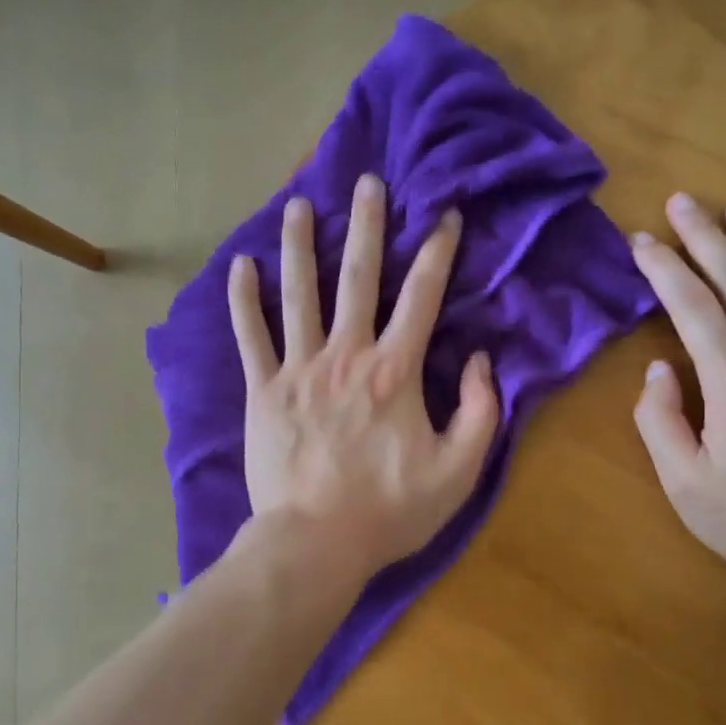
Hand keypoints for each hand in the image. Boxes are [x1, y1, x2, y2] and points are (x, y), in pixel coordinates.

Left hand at [228, 175, 499, 589]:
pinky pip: (251, 336)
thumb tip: (484, 360)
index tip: (444, 214)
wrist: (315, 543)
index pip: (423, 297)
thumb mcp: (459, 471)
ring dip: (300, 246)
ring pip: (299, 294)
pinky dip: (243, 300)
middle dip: (367, 226)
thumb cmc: (389, 510)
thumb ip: (482, 411)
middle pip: (359, 278)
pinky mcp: (263, 391)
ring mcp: (299, 370)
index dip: (438, 252)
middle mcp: (346, 355)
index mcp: (395, 371)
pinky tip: (240, 265)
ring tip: (298, 204)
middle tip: (368, 181)